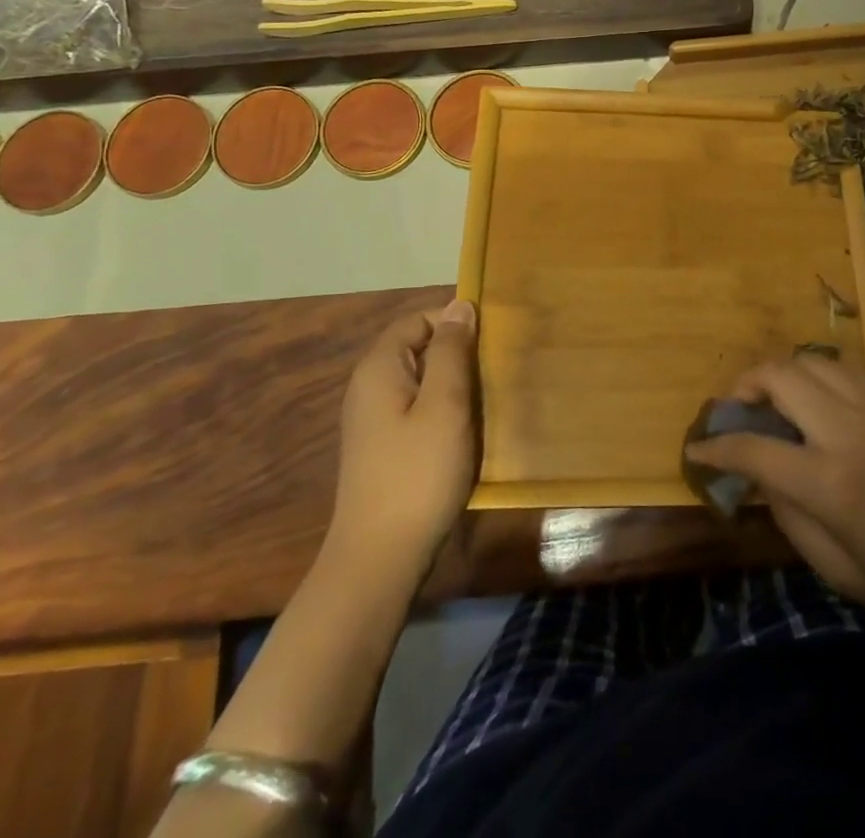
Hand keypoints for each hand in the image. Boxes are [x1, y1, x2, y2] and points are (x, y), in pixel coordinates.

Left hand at [326, 299, 478, 581]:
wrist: (379, 558)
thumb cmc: (418, 473)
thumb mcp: (445, 405)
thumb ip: (451, 351)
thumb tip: (460, 306)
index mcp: (379, 368)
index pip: (419, 320)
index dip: (455, 322)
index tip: (492, 341)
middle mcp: (369, 387)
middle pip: (418, 348)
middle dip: (457, 354)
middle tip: (495, 371)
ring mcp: (372, 420)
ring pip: (420, 381)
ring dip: (454, 384)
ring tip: (487, 400)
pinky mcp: (382, 448)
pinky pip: (416, 409)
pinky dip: (442, 410)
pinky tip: (465, 432)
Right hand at [687, 355, 864, 637]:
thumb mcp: (846, 575)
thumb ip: (793, 523)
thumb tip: (764, 481)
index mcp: (831, 483)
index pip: (753, 449)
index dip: (716, 449)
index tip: (696, 451)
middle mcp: (847, 429)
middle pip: (777, 377)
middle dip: (742, 387)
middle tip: (734, 411)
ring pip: (809, 360)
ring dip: (779, 373)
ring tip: (771, 399)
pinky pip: (842, 368)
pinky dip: (815, 375)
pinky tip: (816, 401)